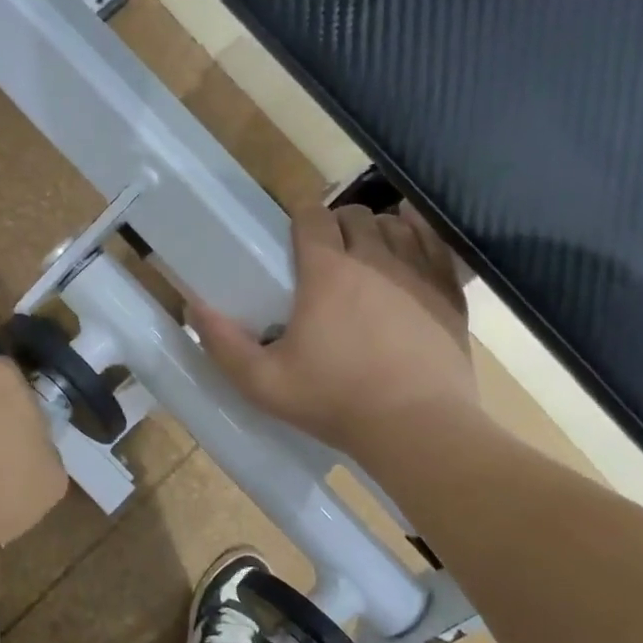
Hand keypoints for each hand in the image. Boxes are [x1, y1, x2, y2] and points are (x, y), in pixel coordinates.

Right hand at [193, 204, 482, 457]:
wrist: (418, 428)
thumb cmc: (336, 403)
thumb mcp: (264, 384)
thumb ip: (223, 344)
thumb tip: (194, 306)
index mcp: (326, 272)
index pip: (311, 216)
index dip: (300, 219)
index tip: (295, 240)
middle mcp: (372, 258)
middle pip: (352, 214)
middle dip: (337, 226)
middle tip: (327, 259)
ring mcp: (416, 271)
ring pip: (392, 224)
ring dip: (375, 232)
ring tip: (367, 258)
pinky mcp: (448, 289)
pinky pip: (433, 240)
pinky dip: (418, 234)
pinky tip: (409, 245)